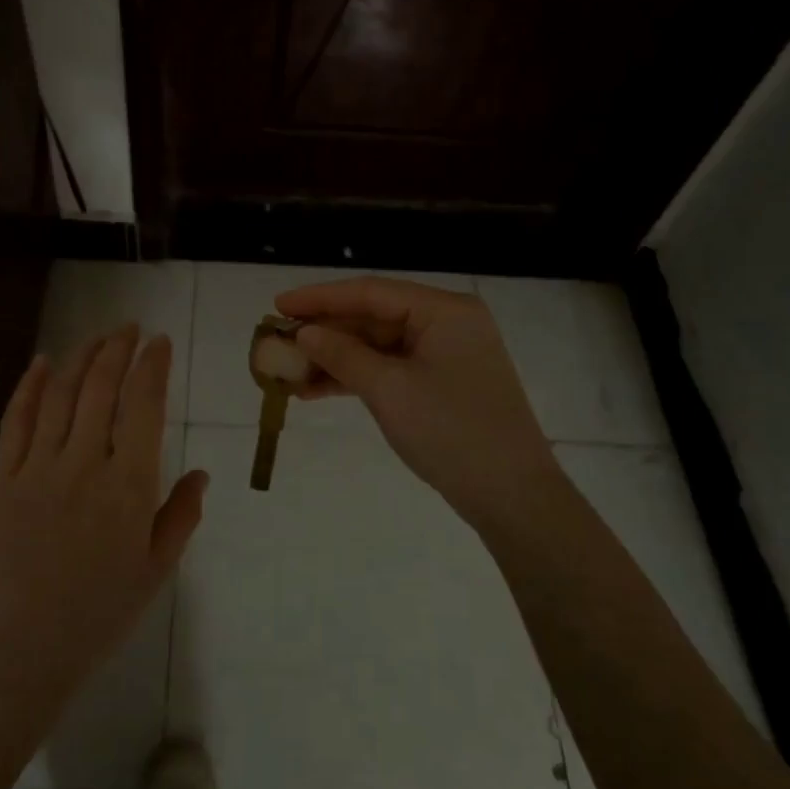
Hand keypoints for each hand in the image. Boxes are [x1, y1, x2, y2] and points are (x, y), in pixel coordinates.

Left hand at [0, 325, 209, 717]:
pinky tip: (40, 363)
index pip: (144, 406)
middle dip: (118, 349)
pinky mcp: (4, 477)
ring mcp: (39, 467)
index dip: (153, 366)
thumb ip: (180, 516)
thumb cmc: (98, 613)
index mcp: (129, 485)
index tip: (161, 342)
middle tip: (130, 329)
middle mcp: (85, 463)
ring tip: (97, 338)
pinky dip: (28, 386)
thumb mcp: (156, 570)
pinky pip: (15, 420)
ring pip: (60, 394)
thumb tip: (202, 474)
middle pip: (101, 387)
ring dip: (80, 357)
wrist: (20, 646)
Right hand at [275, 278, 557, 531]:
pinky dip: (354, 378)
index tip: (277, 304)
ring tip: (288, 371)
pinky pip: (388, 369)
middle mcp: (446, 323)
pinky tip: (315, 390)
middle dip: (324, 332)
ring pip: (377, 346)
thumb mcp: (389, 390)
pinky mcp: (439, 384)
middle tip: (277, 341)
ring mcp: (444, 355)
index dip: (319, 298)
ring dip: (334, 359)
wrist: (511, 496)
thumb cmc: (451, 432)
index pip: (371, 292)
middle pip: (373, 317)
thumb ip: (342, 355)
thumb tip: (303, 333)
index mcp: (444, 311)